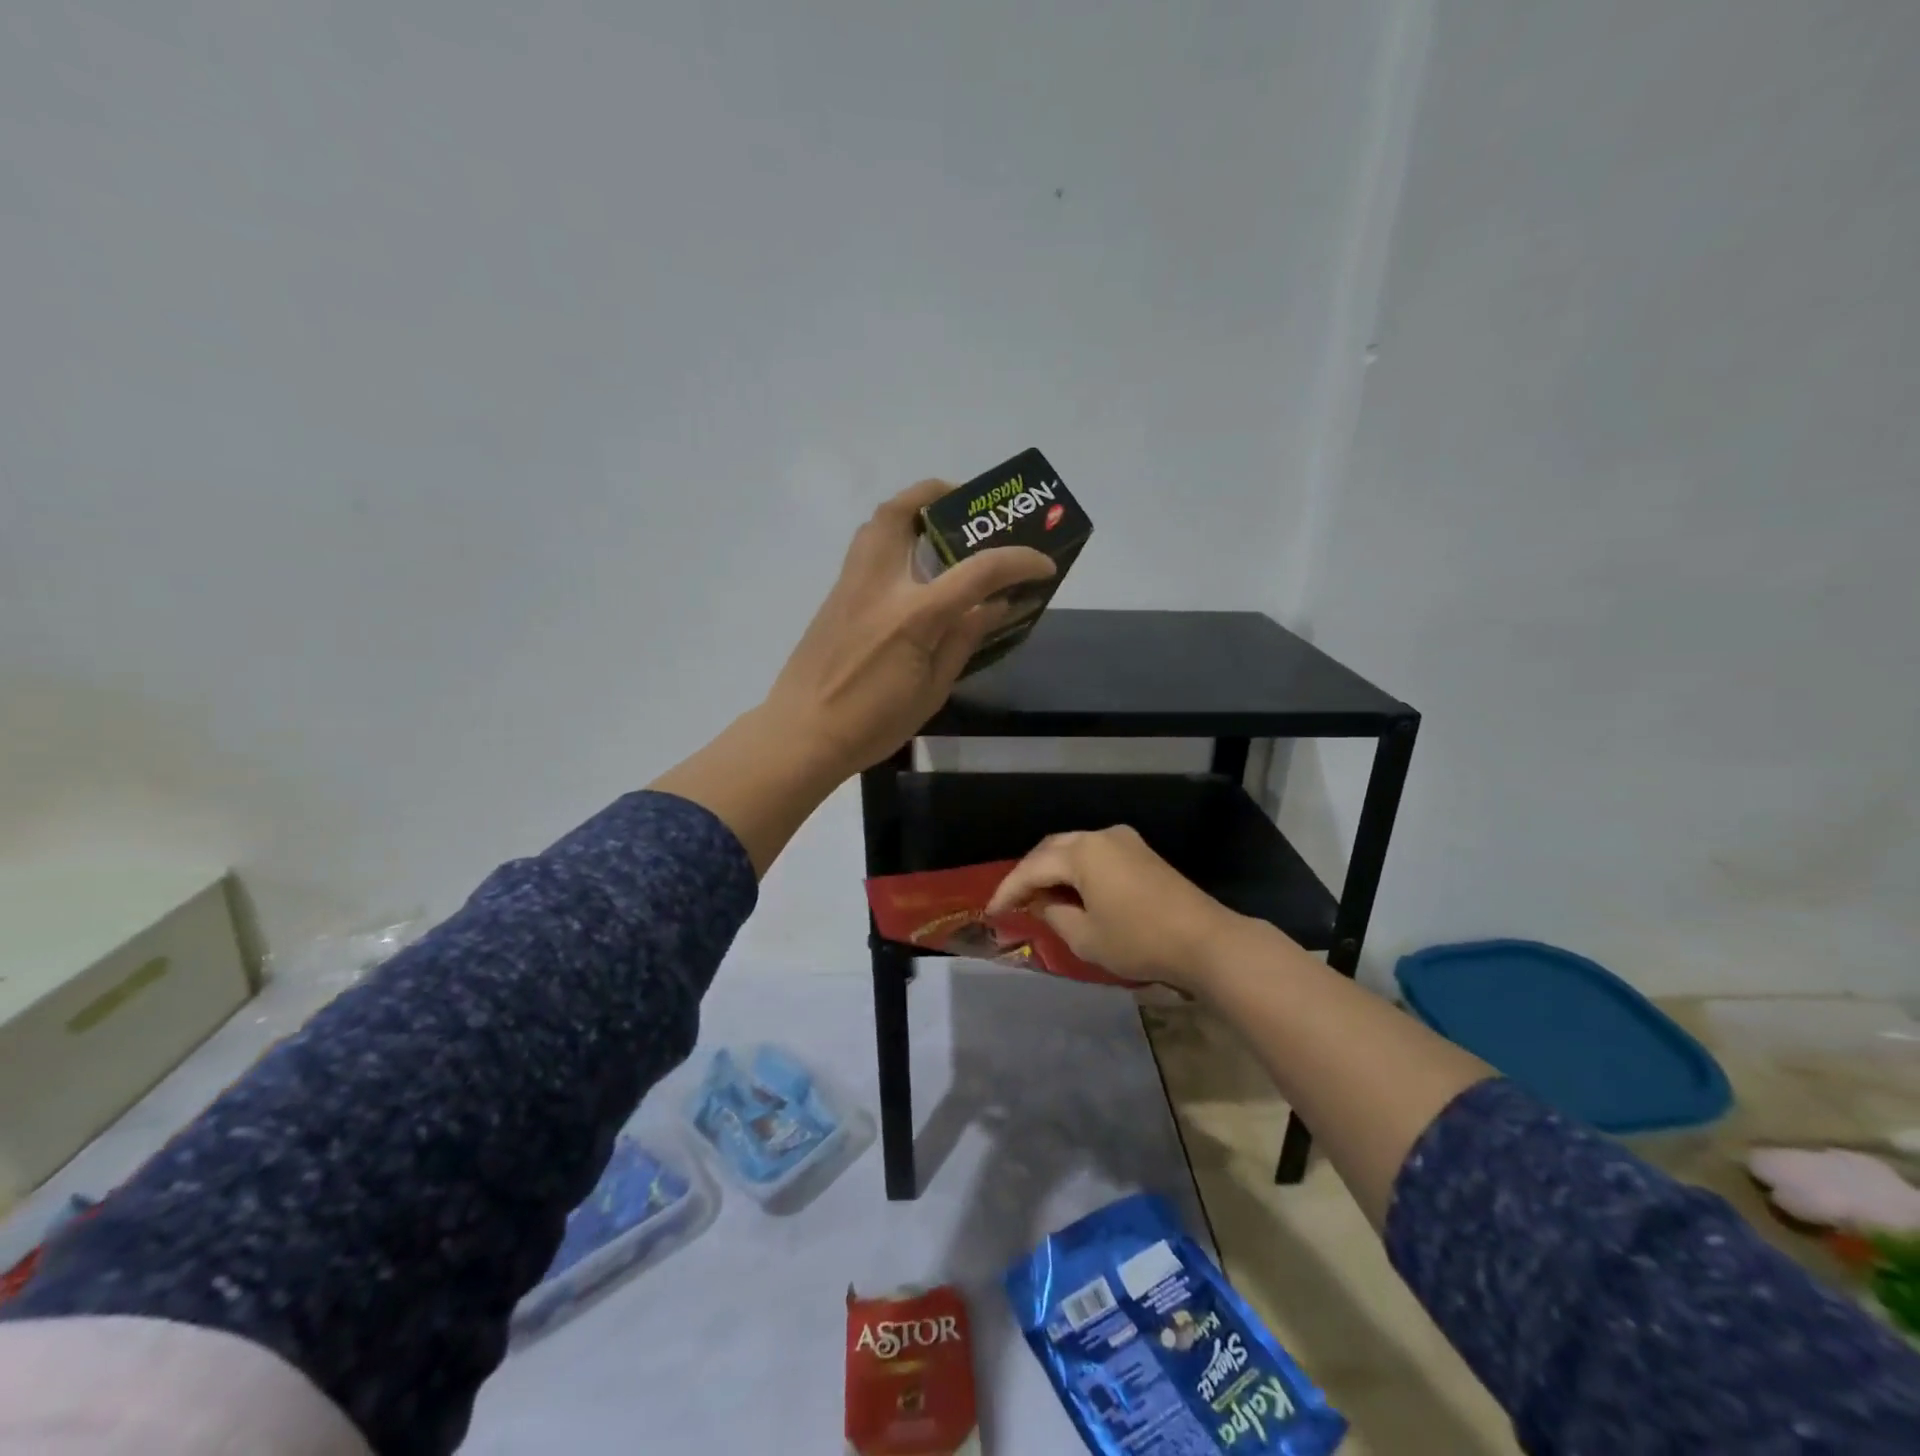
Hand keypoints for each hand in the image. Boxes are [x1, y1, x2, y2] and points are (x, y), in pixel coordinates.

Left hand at [764, 479, 1054, 774]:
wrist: (802, 734)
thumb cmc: (872, 723)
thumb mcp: (932, 690)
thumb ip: (964, 640)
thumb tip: (996, 606)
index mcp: (914, 615)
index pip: (978, 571)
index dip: (1018, 561)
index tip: (1043, 563)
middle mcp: (880, 585)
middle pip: (903, 512)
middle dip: (939, 495)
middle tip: (967, 509)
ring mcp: (851, 585)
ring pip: (876, 522)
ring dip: (910, 511)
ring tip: (938, 531)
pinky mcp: (834, 596)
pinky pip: (865, 548)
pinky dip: (892, 539)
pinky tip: (910, 571)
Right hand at [986, 826, 1252, 989]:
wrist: (1205, 940)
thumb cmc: (1139, 940)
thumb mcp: (1086, 937)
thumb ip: (1055, 916)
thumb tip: (1044, 904)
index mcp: (1083, 852)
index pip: (1033, 868)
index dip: (1009, 890)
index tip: (991, 911)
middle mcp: (1101, 836)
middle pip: (1052, 849)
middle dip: (1029, 874)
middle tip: (1013, 900)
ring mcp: (1125, 842)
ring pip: (1075, 849)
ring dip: (1054, 870)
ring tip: (1039, 896)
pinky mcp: (1142, 853)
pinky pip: (1097, 855)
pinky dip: (1078, 870)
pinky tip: (1073, 891)